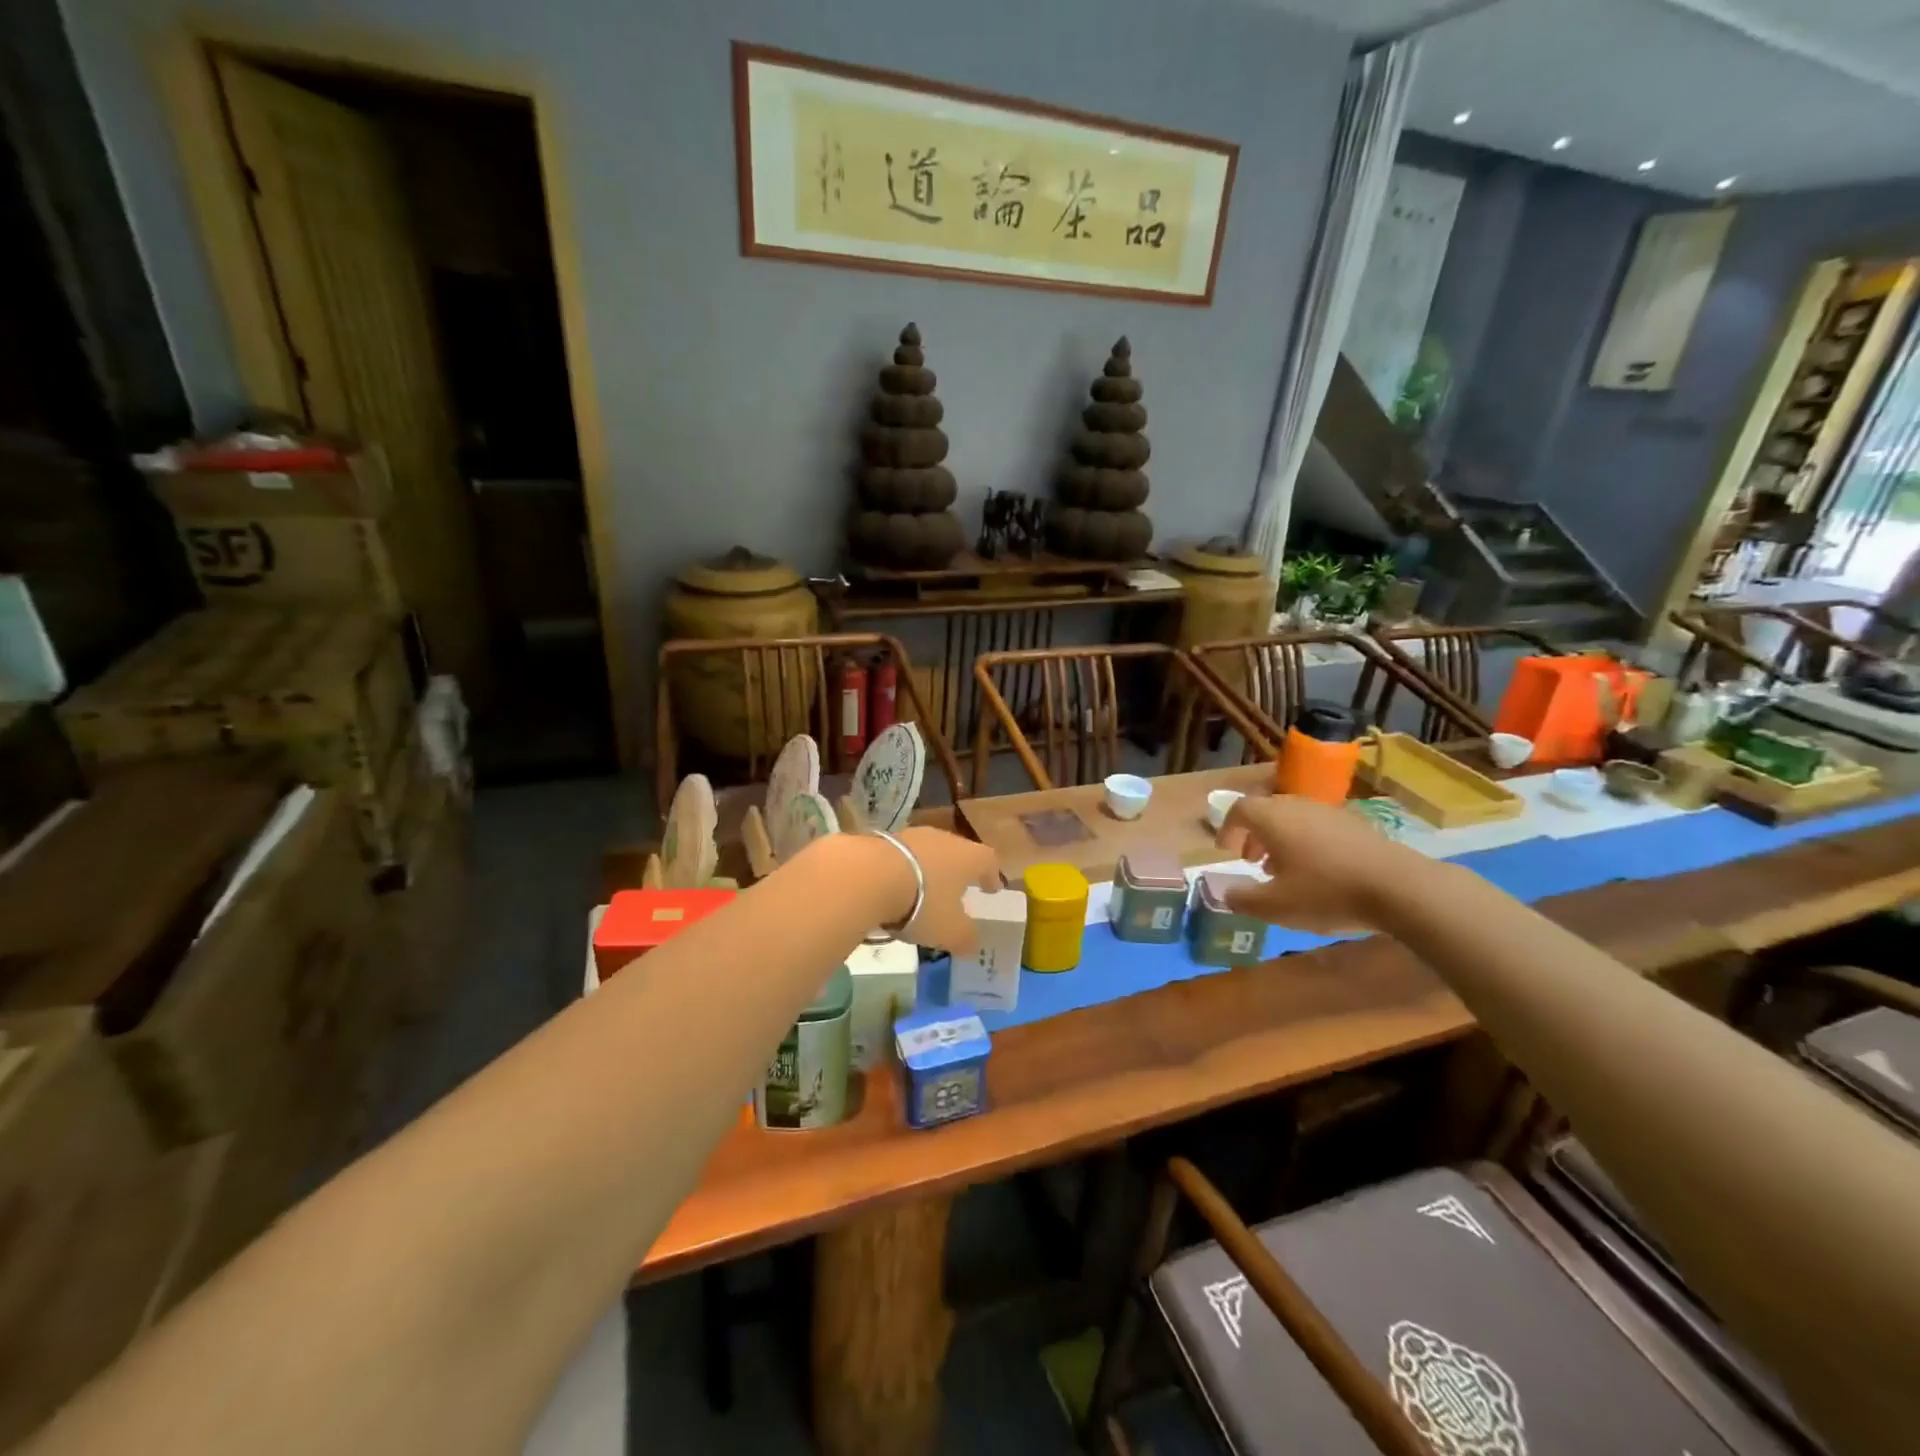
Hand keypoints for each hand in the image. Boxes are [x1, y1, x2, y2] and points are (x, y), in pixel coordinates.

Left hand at [890, 828, 1002, 953]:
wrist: (869, 876)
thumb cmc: (923, 903)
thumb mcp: (951, 931)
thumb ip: (966, 938)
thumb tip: (971, 942)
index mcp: (969, 857)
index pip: (989, 861)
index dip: (992, 876)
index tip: (992, 889)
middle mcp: (944, 839)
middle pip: (958, 853)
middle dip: (958, 872)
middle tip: (957, 890)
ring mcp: (912, 835)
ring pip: (928, 852)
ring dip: (927, 870)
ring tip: (922, 892)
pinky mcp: (883, 839)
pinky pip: (901, 857)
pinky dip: (902, 871)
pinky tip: (893, 888)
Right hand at [1213, 795, 1433, 935]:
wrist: (1398, 887)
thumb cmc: (1326, 892)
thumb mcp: (1275, 906)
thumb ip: (1243, 899)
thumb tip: (1225, 893)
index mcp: (1272, 818)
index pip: (1238, 809)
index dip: (1227, 829)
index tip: (1226, 852)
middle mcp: (1297, 806)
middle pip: (1266, 810)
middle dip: (1254, 834)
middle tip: (1252, 861)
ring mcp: (1329, 812)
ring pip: (1293, 817)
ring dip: (1280, 839)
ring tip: (1284, 869)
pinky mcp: (1355, 824)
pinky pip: (1318, 825)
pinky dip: (1307, 841)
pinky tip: (1319, 871)